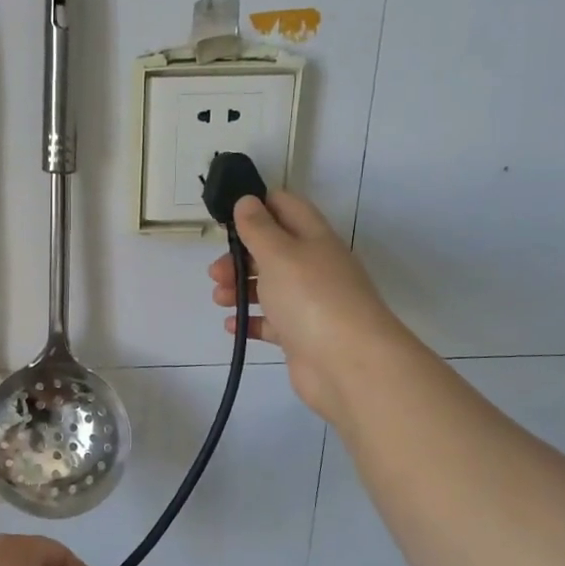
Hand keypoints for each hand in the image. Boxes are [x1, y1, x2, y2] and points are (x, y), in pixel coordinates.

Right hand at [208, 188, 405, 427]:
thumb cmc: (311, 298)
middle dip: (240, 256)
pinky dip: (250, 321)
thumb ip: (259, 228)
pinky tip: (231, 325)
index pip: (286, 207)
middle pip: (272, 250)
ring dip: (240, 288)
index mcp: (314, 238)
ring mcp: (310, 303)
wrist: (349, 364)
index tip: (226, 218)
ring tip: (218, 299)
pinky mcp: (302, 335)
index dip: (257, 206)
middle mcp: (314, 267)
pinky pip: (271, 322)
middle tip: (215, 271)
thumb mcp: (279, 254)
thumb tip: (247, 200)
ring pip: (270, 286)